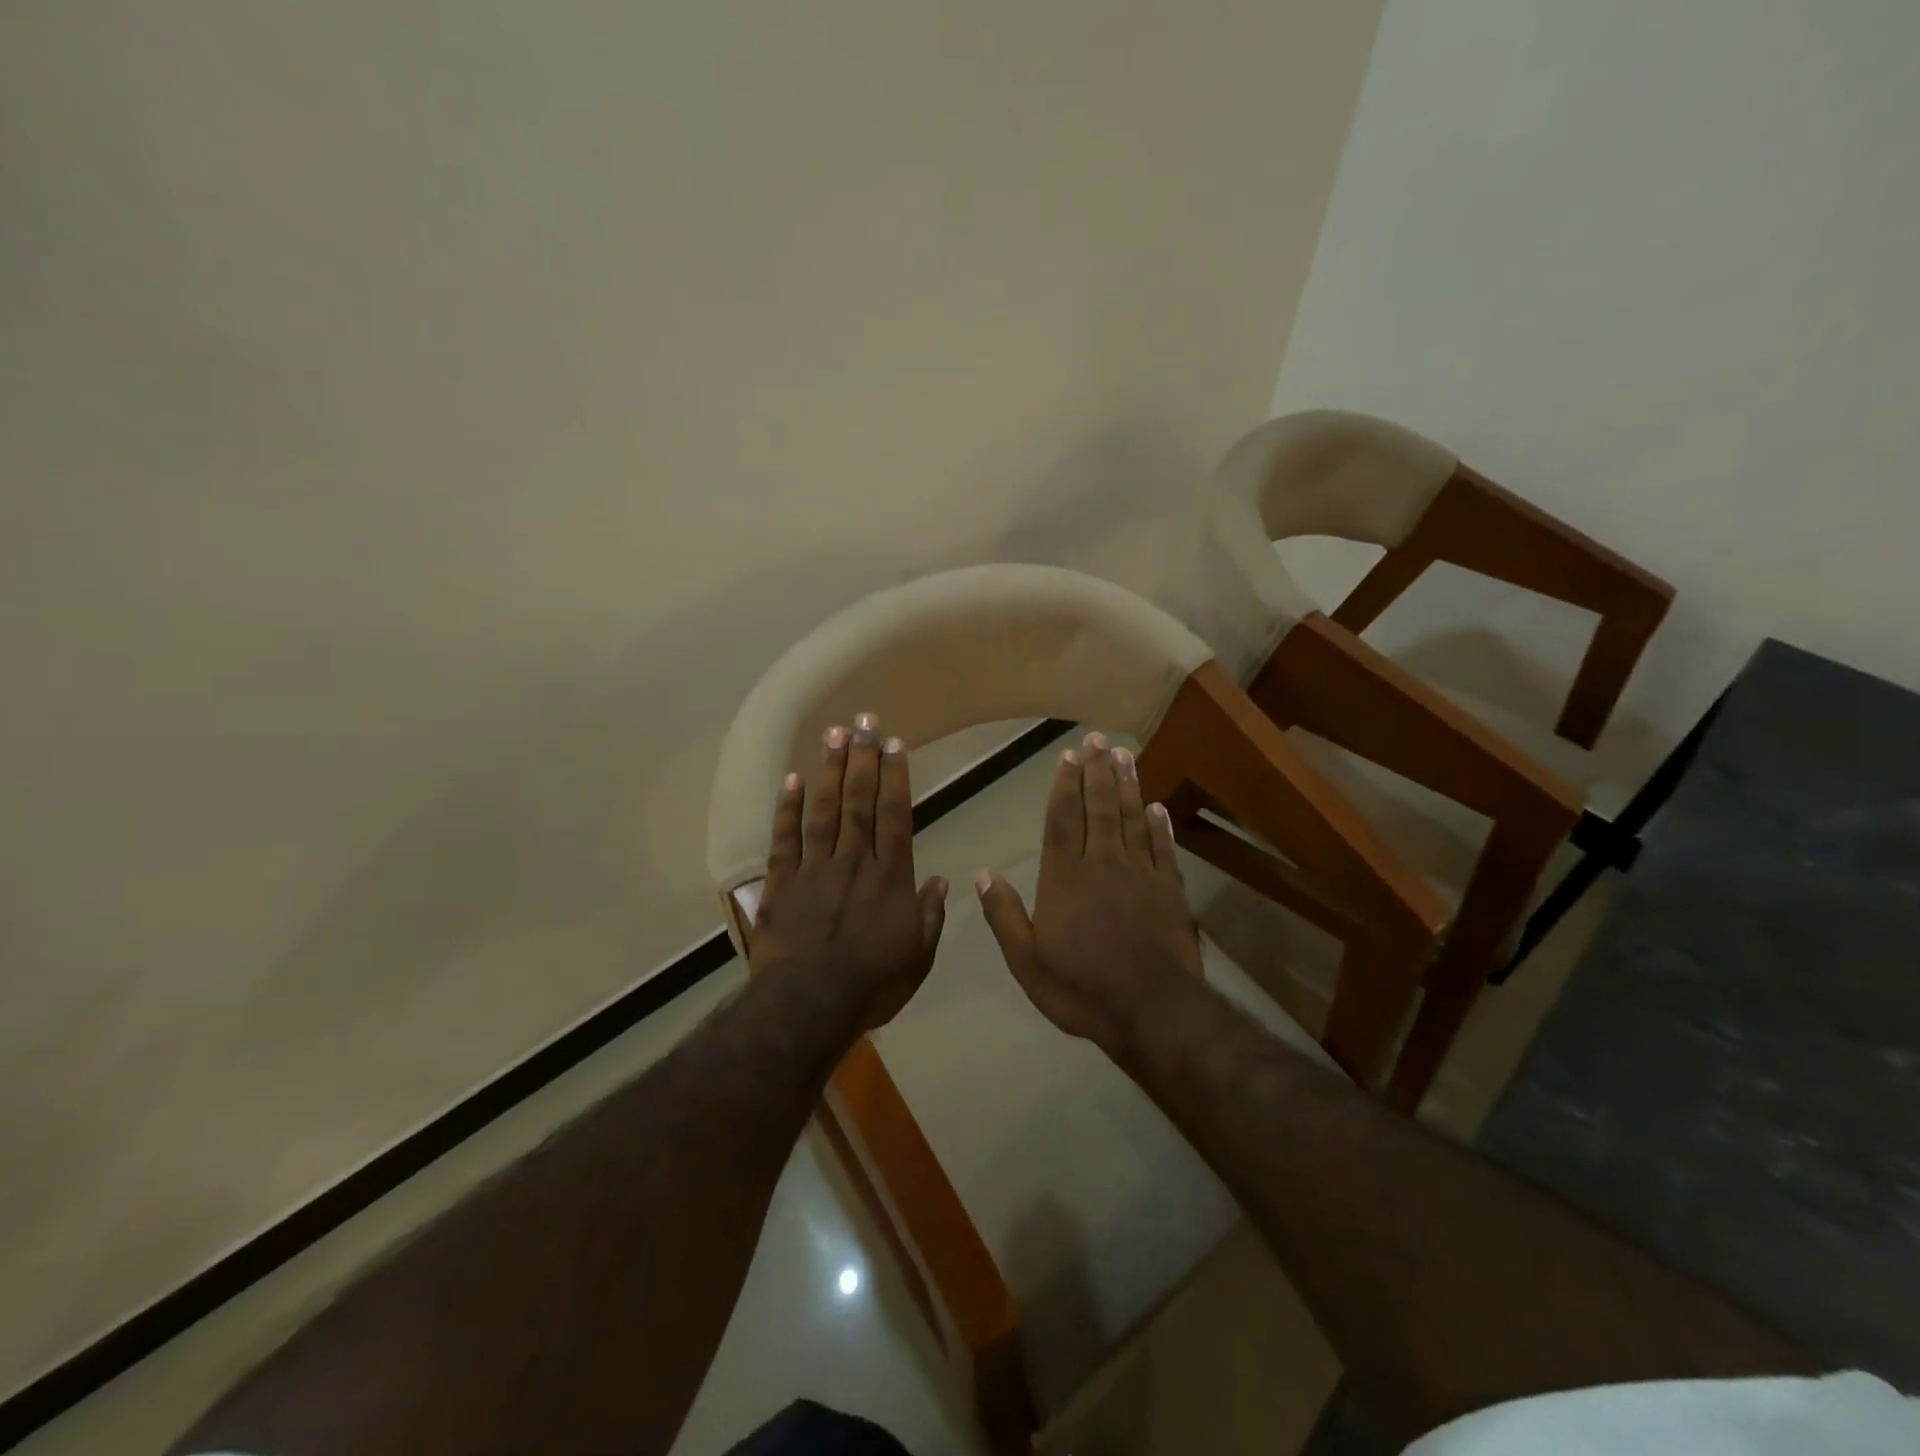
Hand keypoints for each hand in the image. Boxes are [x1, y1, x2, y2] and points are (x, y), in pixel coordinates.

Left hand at [750, 712, 947, 1030]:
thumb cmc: (871, 985)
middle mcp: (853, 862)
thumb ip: (929, 916)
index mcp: (888, 878)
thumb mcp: (917, 957)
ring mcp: (814, 869)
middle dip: (863, 759)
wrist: (809, 1006)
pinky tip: (791, 779)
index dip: (895, 777)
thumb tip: (939, 881)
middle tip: (864, 721)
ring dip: (828, 770)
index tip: (894, 744)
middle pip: (858, 801)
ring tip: (832, 734)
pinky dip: (787, 808)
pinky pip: (784, 839)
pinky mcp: (781, 883)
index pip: (894, 816)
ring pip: (823, 810)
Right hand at [975, 732, 1202, 1054]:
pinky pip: (1163, 848)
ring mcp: (1140, 874)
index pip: (1063, 819)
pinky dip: (1160, 825)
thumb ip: (1005, 914)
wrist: (1150, 1010)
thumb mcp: (1026, 961)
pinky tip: (1157, 806)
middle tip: (1097, 739)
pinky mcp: (1170, 890)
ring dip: (1128, 785)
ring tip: (1124, 756)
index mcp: (1065, 877)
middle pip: (1100, 807)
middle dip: (1097, 771)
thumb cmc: (1081, 987)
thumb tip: (984, 873)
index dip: (1065, 785)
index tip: (1068, 756)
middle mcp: (1103, 863)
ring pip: (1133, 818)